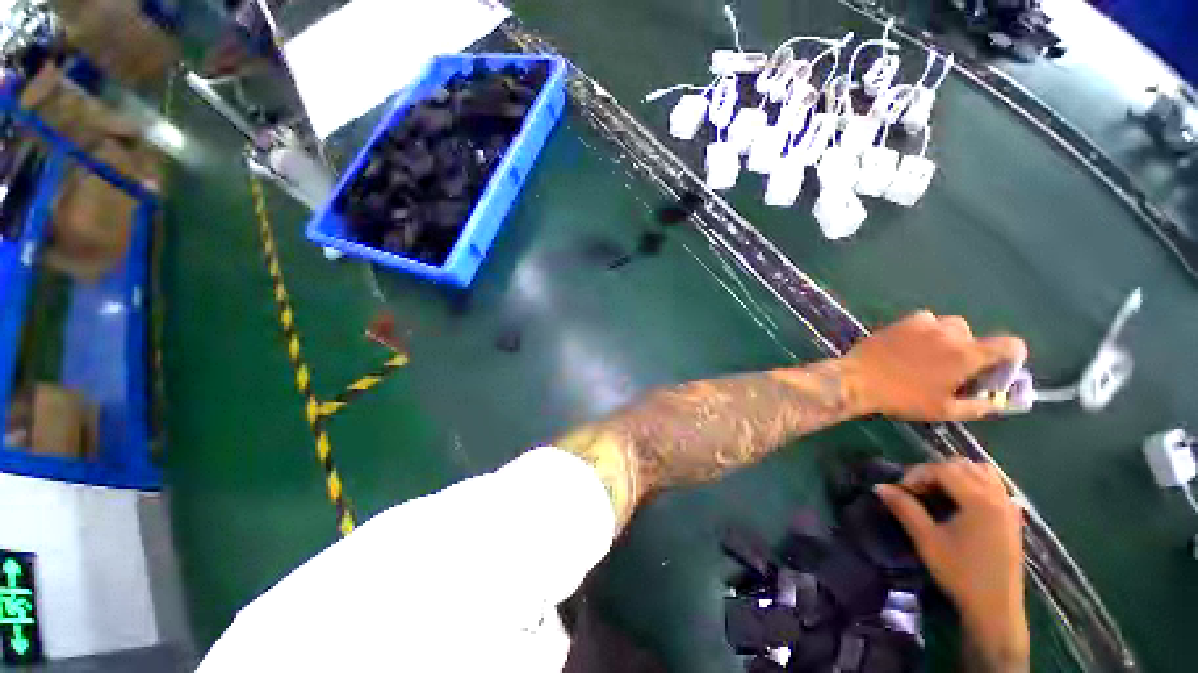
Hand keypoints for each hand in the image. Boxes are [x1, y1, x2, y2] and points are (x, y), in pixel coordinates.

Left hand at [841, 311, 1027, 420]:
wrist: (858, 380)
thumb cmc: (903, 398)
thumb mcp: (945, 410)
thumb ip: (979, 405)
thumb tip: (999, 402)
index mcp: (967, 355)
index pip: (1011, 344)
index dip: (1012, 356)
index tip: (998, 369)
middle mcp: (950, 333)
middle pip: (975, 335)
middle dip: (970, 351)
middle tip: (953, 370)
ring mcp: (924, 324)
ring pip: (949, 326)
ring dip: (948, 339)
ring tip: (930, 358)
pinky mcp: (901, 321)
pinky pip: (925, 321)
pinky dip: (926, 331)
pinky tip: (912, 347)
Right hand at [877, 461, 1028, 669]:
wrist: (995, 608)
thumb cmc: (960, 573)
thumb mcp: (926, 540)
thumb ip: (904, 508)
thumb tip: (880, 487)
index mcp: (978, 500)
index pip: (942, 469)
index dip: (917, 474)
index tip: (900, 490)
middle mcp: (997, 497)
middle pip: (962, 466)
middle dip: (934, 472)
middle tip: (917, 491)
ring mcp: (1009, 507)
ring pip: (982, 472)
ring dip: (956, 475)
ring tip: (939, 492)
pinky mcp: (1013, 518)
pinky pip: (995, 486)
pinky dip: (976, 484)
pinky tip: (963, 502)